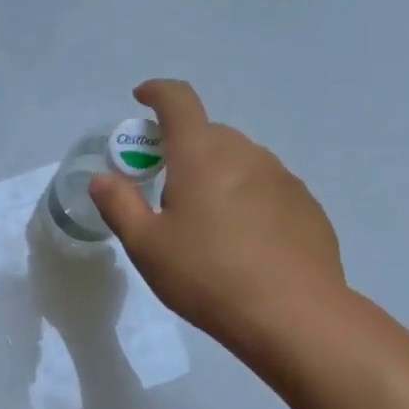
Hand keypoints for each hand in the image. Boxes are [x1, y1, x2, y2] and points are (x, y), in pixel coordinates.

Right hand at [89, 79, 344, 349]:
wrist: (293, 315)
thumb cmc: (207, 276)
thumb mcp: (147, 247)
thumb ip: (120, 205)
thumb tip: (102, 178)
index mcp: (201, 155)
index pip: (178, 101)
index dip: (157, 92)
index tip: (142, 98)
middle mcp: (245, 153)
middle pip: (208, 134)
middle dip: (182, 148)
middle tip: (166, 188)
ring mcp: (282, 177)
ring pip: (239, 160)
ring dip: (216, 174)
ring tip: (207, 223)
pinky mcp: (306, 204)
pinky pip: (266, 186)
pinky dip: (247, 198)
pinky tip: (244, 241)